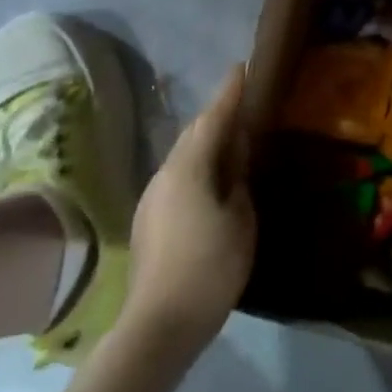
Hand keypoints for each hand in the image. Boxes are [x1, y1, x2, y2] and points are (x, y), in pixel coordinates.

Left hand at [120, 65, 255, 356]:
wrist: (159, 324)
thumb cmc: (210, 267)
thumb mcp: (241, 219)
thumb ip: (239, 180)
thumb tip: (235, 158)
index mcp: (189, 168)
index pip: (213, 118)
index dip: (229, 92)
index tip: (242, 67)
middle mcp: (165, 174)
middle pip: (193, 134)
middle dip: (217, 115)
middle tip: (243, 105)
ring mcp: (152, 197)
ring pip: (183, 156)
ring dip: (206, 143)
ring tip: (232, 143)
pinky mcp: (148, 220)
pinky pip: (177, 178)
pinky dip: (197, 168)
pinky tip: (212, 182)